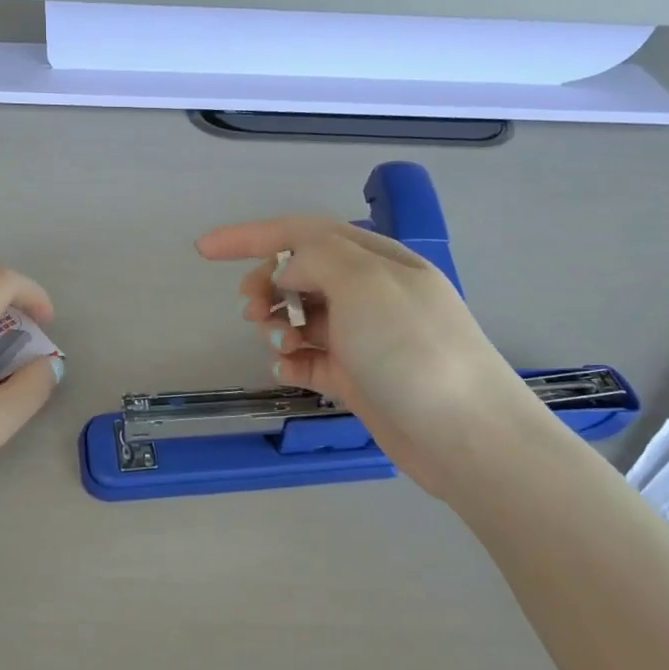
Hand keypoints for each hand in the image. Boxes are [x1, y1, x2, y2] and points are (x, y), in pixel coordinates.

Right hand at [196, 218, 530, 496]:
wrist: (465, 436)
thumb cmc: (413, 350)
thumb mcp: (365, 283)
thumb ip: (316, 259)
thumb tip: (287, 273)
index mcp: (376, 259)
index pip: (302, 233)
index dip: (249, 236)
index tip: (203, 251)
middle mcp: (370, 293)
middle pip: (300, 273)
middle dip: (266, 285)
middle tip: (251, 310)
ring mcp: (365, 337)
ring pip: (303, 317)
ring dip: (278, 325)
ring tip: (273, 344)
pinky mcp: (360, 378)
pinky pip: (313, 358)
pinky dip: (293, 360)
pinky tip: (287, 370)